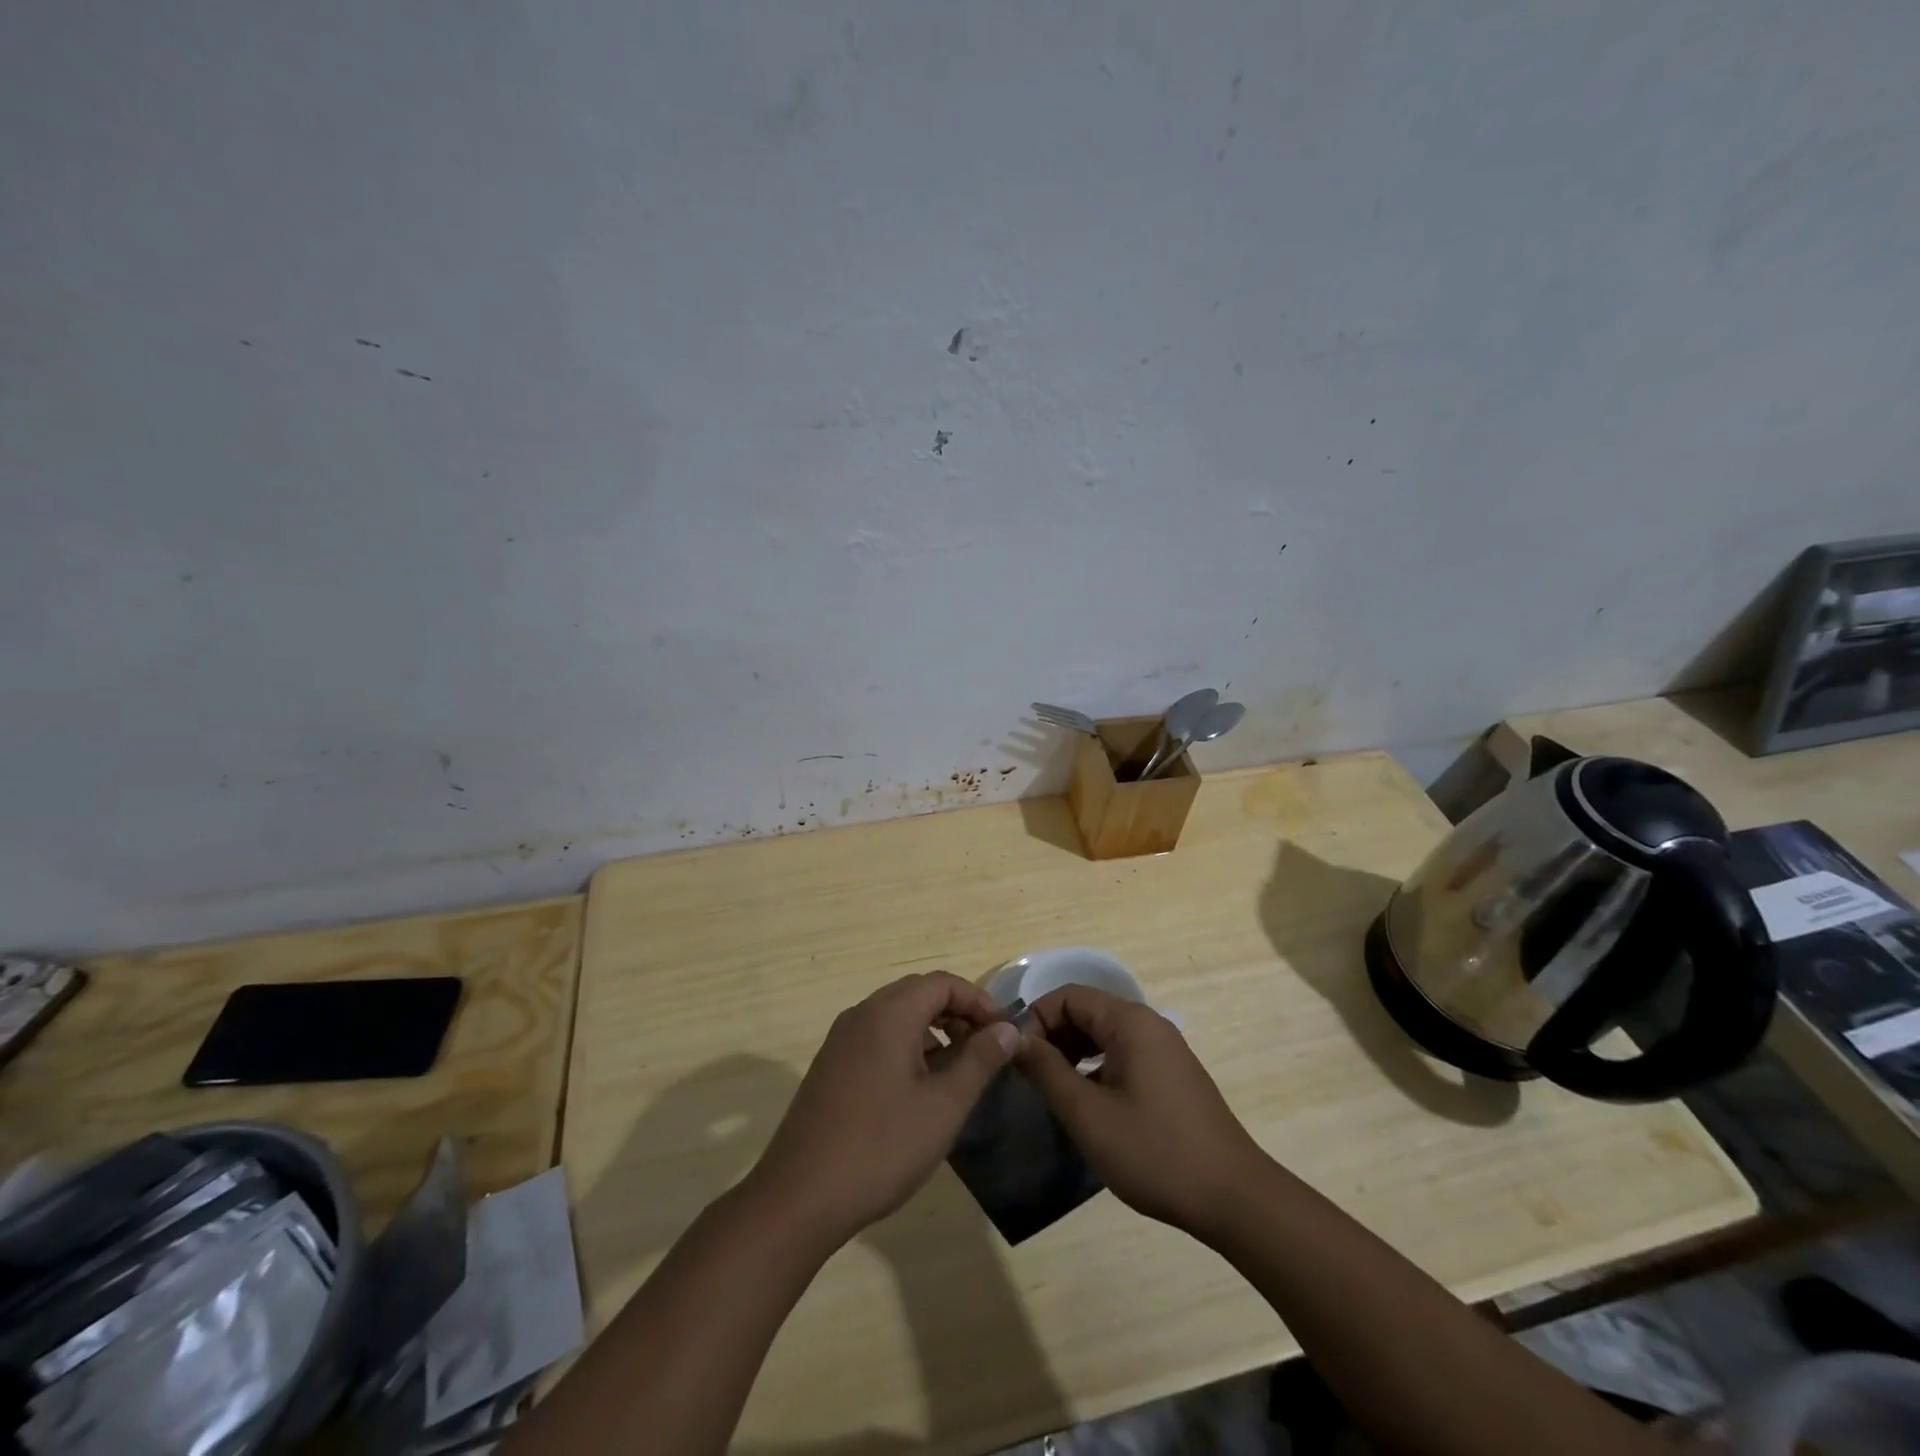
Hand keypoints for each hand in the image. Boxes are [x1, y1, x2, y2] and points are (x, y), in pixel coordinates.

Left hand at [748, 971, 1020, 1244]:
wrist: (799, 1197)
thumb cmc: (881, 1146)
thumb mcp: (943, 1105)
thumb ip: (979, 1060)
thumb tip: (1008, 1028)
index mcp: (889, 1013)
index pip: (943, 983)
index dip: (979, 1002)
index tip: (1004, 1034)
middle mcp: (862, 1014)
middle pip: (919, 993)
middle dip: (958, 1014)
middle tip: (986, 1050)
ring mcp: (841, 1040)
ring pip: (897, 1017)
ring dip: (933, 1032)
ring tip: (959, 1073)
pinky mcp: (831, 1066)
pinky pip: (878, 1039)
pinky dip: (908, 1048)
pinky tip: (920, 1091)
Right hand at [1017, 985, 1265, 1238]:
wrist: (1234, 1198)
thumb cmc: (1155, 1152)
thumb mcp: (1088, 1114)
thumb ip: (1047, 1071)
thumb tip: (1016, 1040)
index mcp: (1130, 1022)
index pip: (1069, 995)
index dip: (1036, 1018)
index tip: (1016, 1057)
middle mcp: (1149, 1024)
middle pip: (1087, 1010)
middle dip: (1052, 1035)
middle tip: (1029, 1076)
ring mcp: (1165, 1049)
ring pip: (1104, 1034)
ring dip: (1072, 1052)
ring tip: (1053, 1089)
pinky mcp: (1172, 1075)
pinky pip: (1123, 1053)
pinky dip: (1096, 1066)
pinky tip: (1087, 1102)